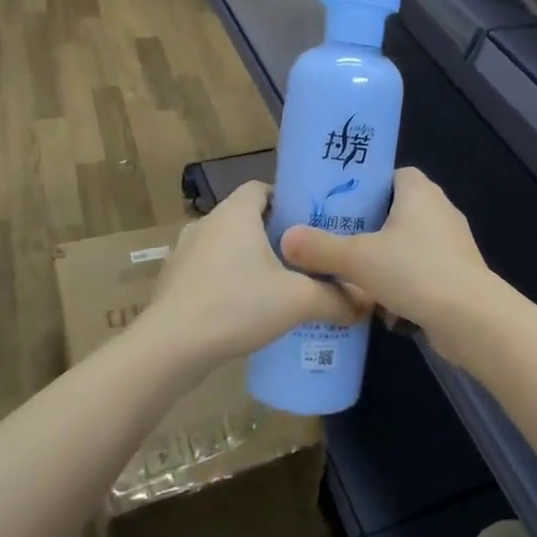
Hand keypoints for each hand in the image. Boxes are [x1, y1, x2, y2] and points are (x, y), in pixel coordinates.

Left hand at [146, 182, 365, 362]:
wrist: (169, 349)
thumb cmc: (236, 306)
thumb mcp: (298, 301)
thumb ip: (336, 298)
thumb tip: (367, 301)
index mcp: (234, 213)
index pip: (262, 188)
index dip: (287, 200)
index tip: (310, 224)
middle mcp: (206, 224)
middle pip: (246, 218)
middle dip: (274, 235)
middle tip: (304, 259)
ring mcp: (184, 253)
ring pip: (227, 247)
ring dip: (249, 261)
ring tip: (278, 286)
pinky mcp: (172, 282)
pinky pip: (208, 271)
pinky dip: (228, 282)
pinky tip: (245, 310)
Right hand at [279, 169, 497, 355]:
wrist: (471, 318)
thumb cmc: (415, 271)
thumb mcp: (358, 259)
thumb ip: (321, 248)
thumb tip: (285, 239)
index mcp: (419, 191)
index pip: (392, 175)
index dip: (366, 187)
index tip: (339, 205)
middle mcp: (440, 210)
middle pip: (397, 211)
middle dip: (369, 228)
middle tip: (335, 241)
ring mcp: (452, 244)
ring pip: (408, 244)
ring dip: (384, 260)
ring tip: (351, 275)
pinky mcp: (458, 274)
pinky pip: (421, 271)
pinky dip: (403, 284)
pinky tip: (380, 306)